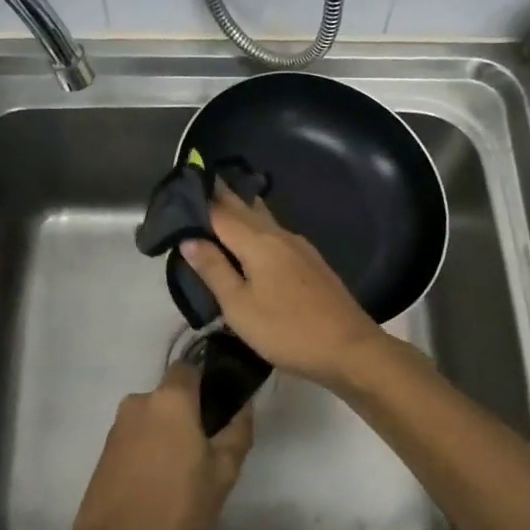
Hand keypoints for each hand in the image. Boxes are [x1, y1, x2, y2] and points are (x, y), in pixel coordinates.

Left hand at [64, 360, 252, 529]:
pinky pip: (135, 442)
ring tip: (183, 477)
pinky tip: (159, 488)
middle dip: (188, 417)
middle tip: (207, 452)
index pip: (190, 369)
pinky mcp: (103, 454)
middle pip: (170, 398)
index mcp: (169, 399)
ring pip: (152, 421)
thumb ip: (237, 432)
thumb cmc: (176, 508)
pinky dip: (149, 455)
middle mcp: (138, 403)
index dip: (207, 384)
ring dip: (167, 438)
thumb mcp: (223, 473)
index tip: (221, 411)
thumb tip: (244, 406)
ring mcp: (116, 429)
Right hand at [179, 189, 384, 387]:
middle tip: (201, 181)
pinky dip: (258, 226)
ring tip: (224, 201)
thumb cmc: (286, 329)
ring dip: (243, 208)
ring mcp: (299, 248)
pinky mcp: (311, 262)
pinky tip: (256, 235)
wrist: (349, 348)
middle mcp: (279, 236)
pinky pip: (276, 233)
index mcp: (258, 243)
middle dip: (223, 195)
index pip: (221, 212)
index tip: (181, 186)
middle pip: (245, 209)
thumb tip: (188, 238)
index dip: (199, 200)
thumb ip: (214, 270)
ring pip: (264, 219)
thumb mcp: (239, 306)